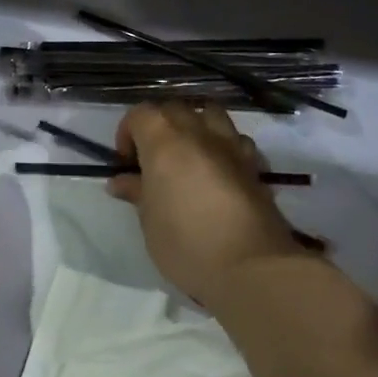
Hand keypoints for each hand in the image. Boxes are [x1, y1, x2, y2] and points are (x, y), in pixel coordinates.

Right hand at [107, 102, 308, 304]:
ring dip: (194, 127)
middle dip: (159, 127)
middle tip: (152, 161)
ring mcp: (233, 147)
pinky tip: (216, 173)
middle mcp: (200, 135)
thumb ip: (137, 192)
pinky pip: (235, 140)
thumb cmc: (186, 245)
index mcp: (166, 143)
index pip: (141, 114)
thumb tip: (122, 181)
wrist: (251, 267)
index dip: (127, 133)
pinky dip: (221, 146)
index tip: (126, 163)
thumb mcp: (149, 222)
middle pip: (175, 108)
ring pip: (210, 115)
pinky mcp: (255, 166)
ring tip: (187, 158)